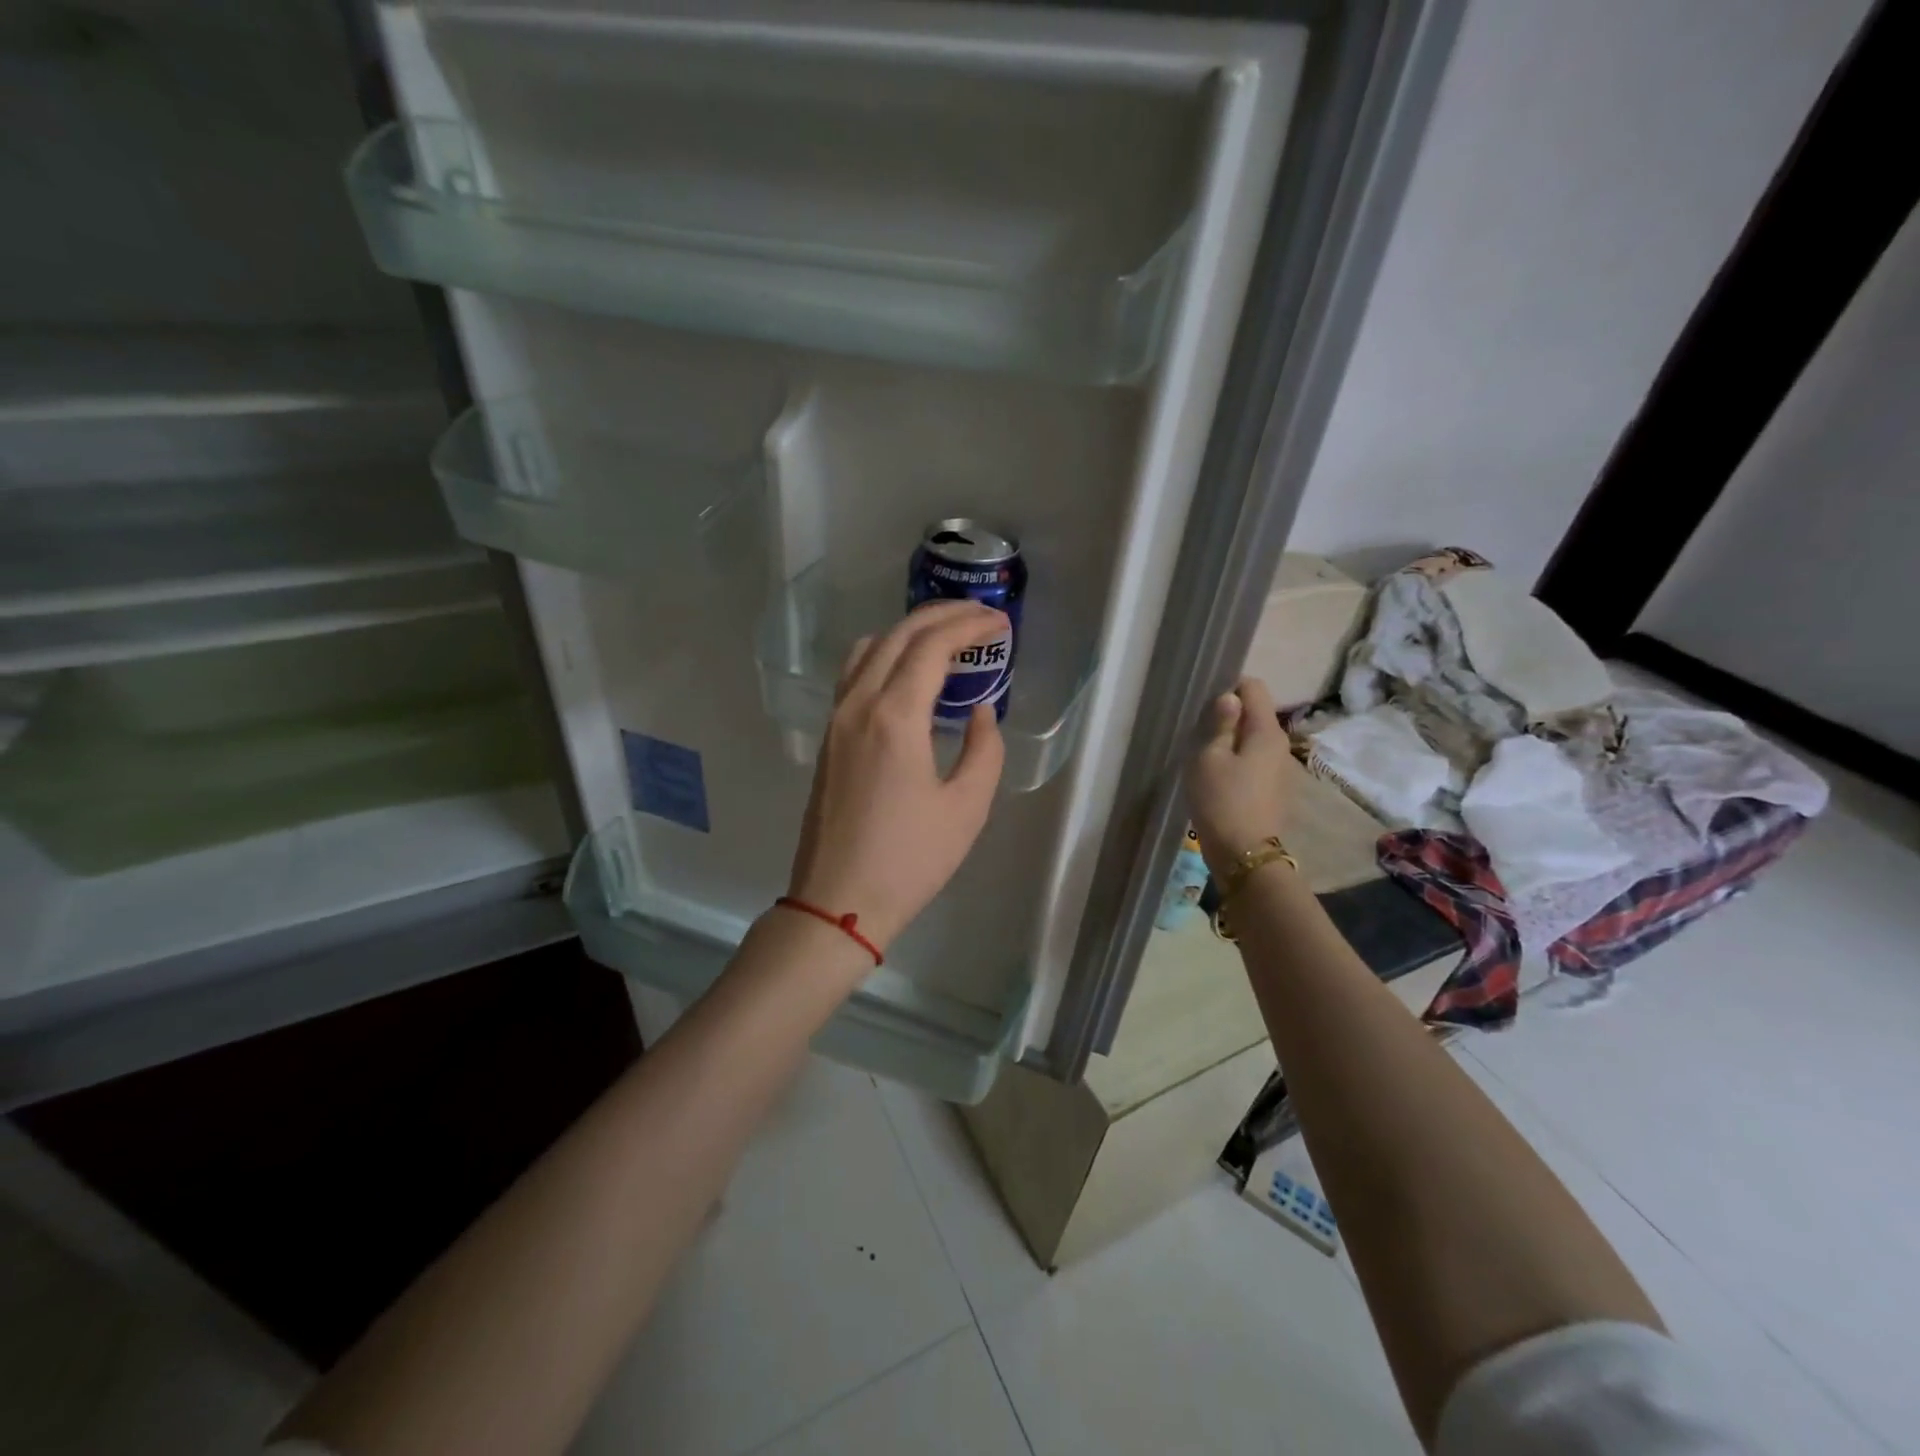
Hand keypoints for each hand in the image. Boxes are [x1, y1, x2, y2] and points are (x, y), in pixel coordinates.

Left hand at [786, 599, 1007, 952]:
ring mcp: (836, 719)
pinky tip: (911, 678)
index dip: (969, 625)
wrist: (838, 901)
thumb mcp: (967, 807)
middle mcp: (858, 704)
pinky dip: (886, 657)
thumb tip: (980, 711)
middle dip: (942, 616)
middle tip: (981, 617)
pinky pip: (855, 674)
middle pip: (898, 635)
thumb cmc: (909, 860)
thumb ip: (984, 749)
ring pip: (869, 649)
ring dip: (909, 633)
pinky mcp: (828, 738)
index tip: (1000, 622)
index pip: (932, 646)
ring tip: (948, 642)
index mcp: (894, 717)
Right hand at [1185, 676, 1300, 878]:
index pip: (1254, 687)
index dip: (1229, 686)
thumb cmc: (1221, 800)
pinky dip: (1239, 759)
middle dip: (1230, 715)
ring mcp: (1281, 768)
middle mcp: (1281, 744)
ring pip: (1255, 738)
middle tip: (1199, 731)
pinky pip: (1256, 760)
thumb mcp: (1209, 758)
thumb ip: (1220, 724)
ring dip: (1233, 739)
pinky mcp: (1275, 788)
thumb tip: (1230, 697)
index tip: (1204, 703)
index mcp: (1266, 731)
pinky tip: (1220, 777)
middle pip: (1256, 713)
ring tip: (1206, 755)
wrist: (1244, 853)